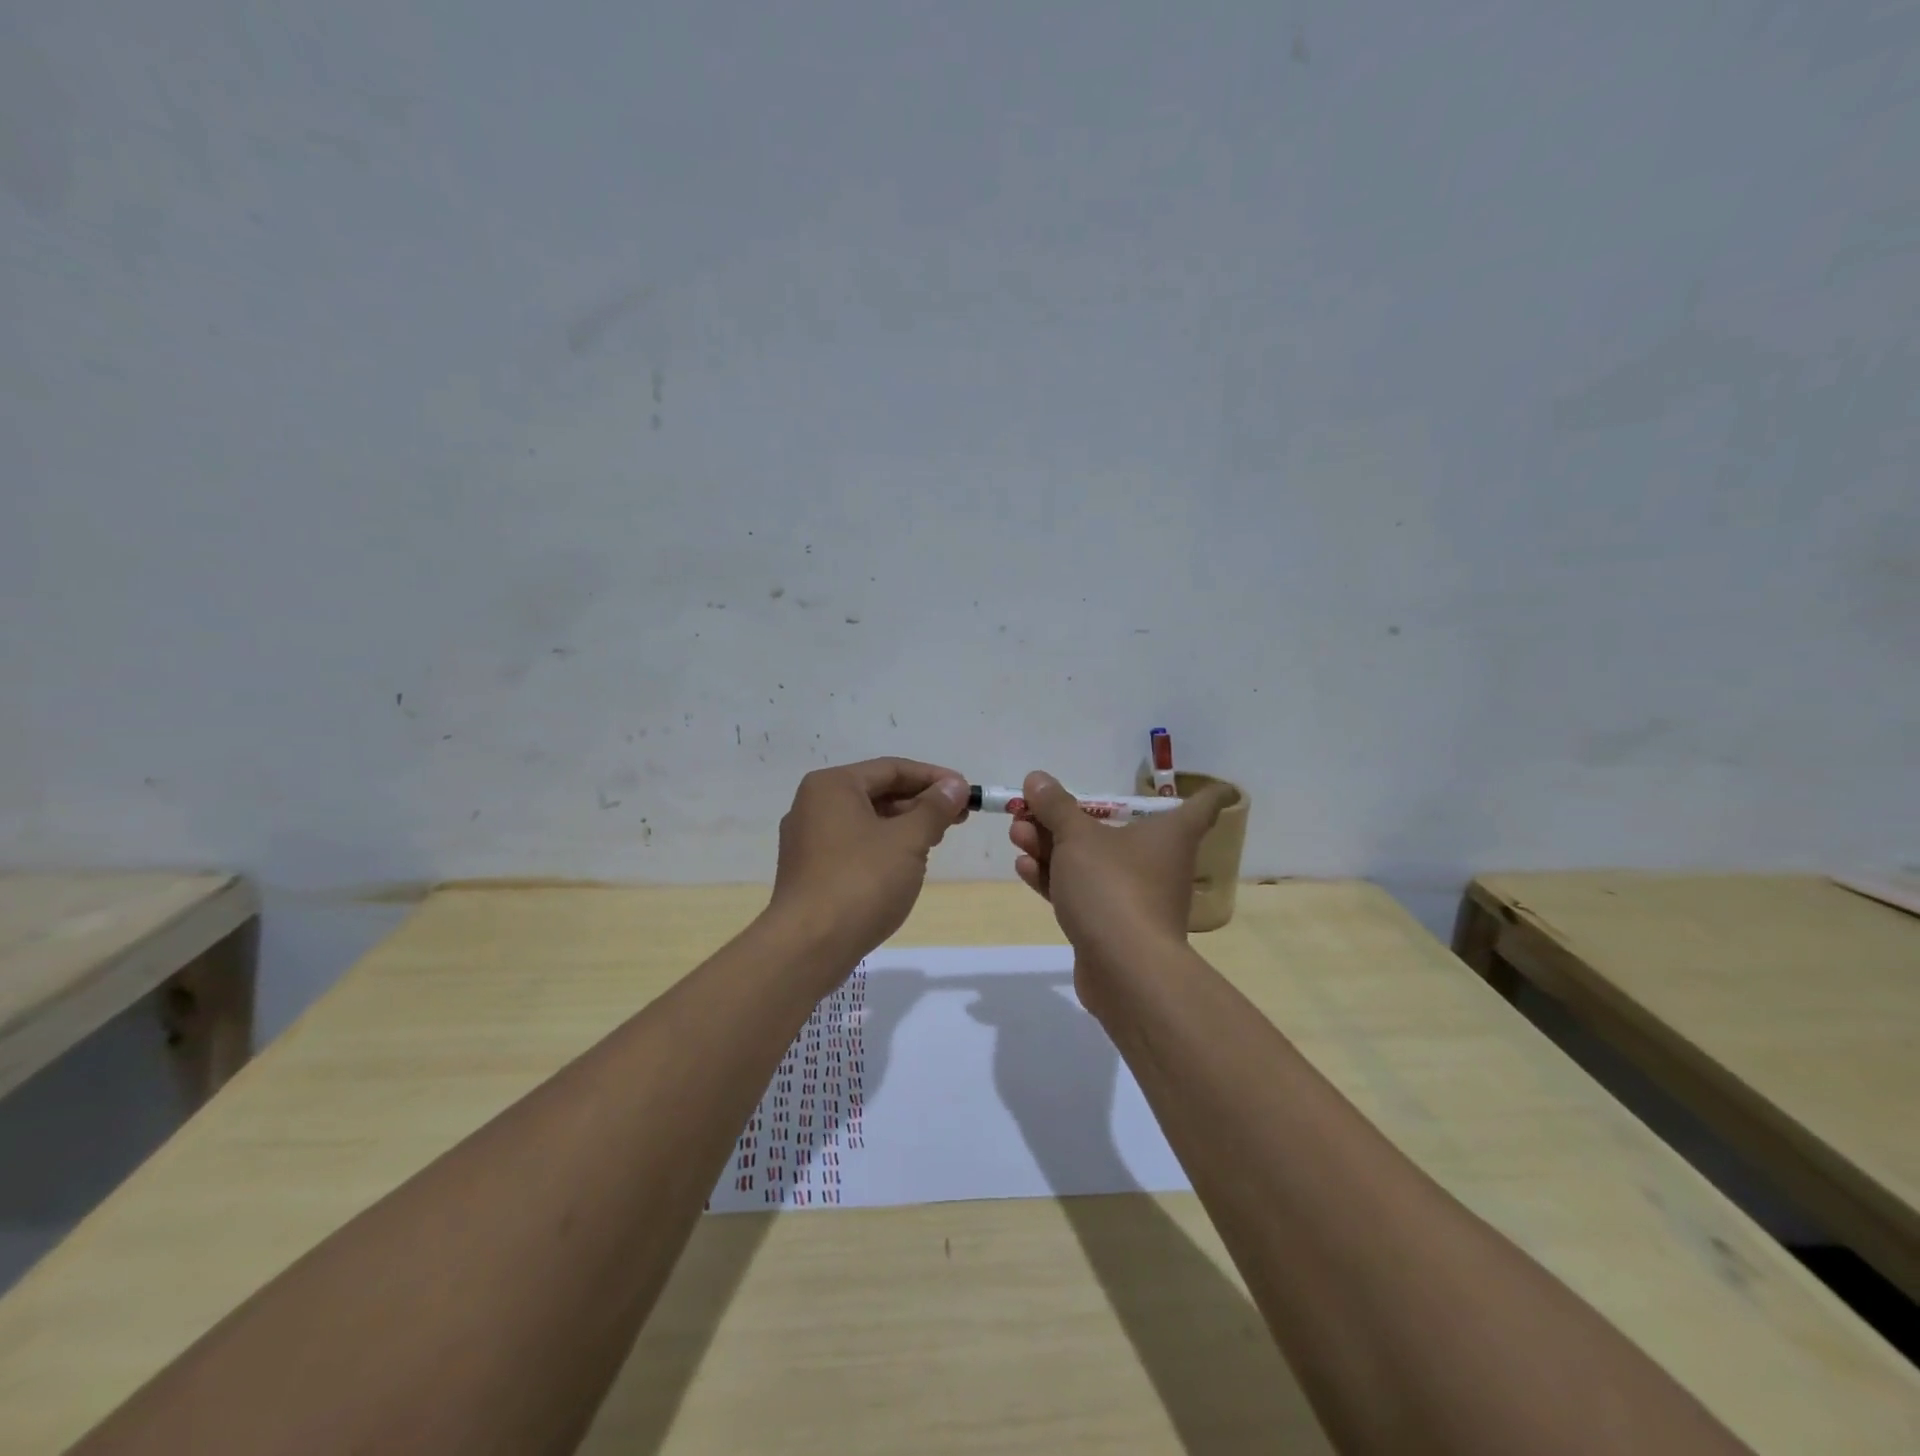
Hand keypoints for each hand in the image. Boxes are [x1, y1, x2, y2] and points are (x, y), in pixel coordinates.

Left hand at [768, 758, 970, 966]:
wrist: (809, 946)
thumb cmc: (862, 881)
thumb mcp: (908, 840)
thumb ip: (934, 808)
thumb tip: (954, 786)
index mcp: (832, 786)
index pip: (892, 768)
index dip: (934, 778)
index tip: (966, 792)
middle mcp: (814, 804)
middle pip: (878, 792)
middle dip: (920, 803)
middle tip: (958, 818)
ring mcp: (808, 839)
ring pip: (867, 820)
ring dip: (904, 826)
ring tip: (937, 840)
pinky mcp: (810, 870)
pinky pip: (854, 845)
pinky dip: (883, 847)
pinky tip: (906, 864)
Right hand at [1008, 770, 1233, 979]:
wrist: (1124, 969)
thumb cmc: (1113, 886)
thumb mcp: (1078, 837)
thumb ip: (1056, 807)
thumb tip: (1038, 778)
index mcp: (1170, 833)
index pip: (1204, 806)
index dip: (1209, 793)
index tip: (1218, 786)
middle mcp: (1158, 862)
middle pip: (1119, 828)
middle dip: (1070, 817)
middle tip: (1032, 808)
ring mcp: (1134, 897)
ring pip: (1092, 861)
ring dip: (1053, 846)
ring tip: (1016, 832)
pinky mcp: (1110, 926)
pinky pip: (1082, 892)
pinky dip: (1056, 878)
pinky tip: (1024, 867)